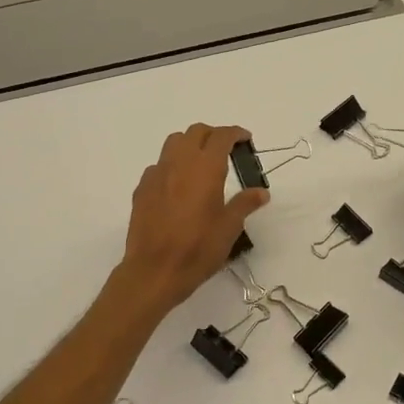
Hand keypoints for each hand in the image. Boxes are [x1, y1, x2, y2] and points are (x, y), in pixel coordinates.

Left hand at [114, 124, 268, 314]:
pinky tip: (177, 187)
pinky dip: (172, 166)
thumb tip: (261, 192)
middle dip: (213, 135)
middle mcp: (179, 163)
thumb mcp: (229, 228)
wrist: (154, 271)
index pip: (221, 136)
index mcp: (205, 168)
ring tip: (201, 164)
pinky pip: (158, 166)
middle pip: (195, 132)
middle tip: (226, 150)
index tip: (245, 140)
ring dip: (190, 144)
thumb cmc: (198, 249)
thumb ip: (245, 204)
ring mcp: (156, 174)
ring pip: (173, 143)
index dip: (235, 133)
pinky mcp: (141, 189)